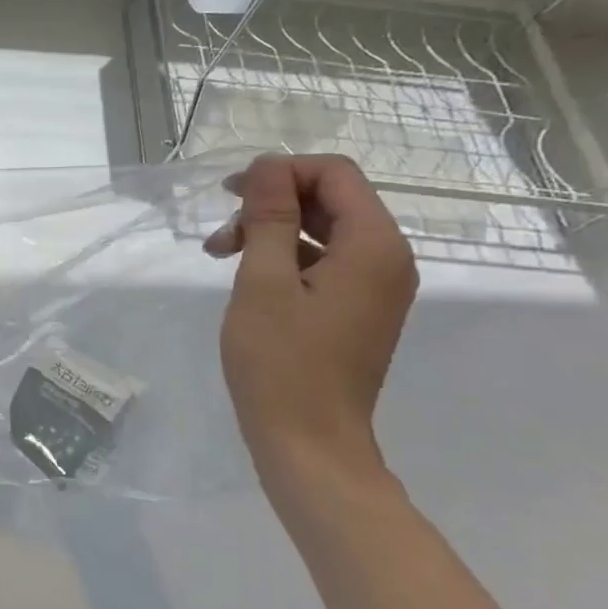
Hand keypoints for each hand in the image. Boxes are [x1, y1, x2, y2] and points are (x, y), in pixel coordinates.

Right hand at [204, 154, 416, 482]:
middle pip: (331, 200)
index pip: (335, 175)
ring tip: (220, 256)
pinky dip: (284, 260)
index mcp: (374, 245)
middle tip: (220, 232)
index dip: (281, 172)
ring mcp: (374, 288)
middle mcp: (387, 259)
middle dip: (271, 204)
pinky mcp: (357, 311)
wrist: (309, 443)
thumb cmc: (281, 362)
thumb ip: (269, 217)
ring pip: (323, 232)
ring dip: (271, 232)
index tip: (230, 194)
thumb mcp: (264, 281)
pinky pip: (324, 264)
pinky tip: (246, 278)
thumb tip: (268, 165)